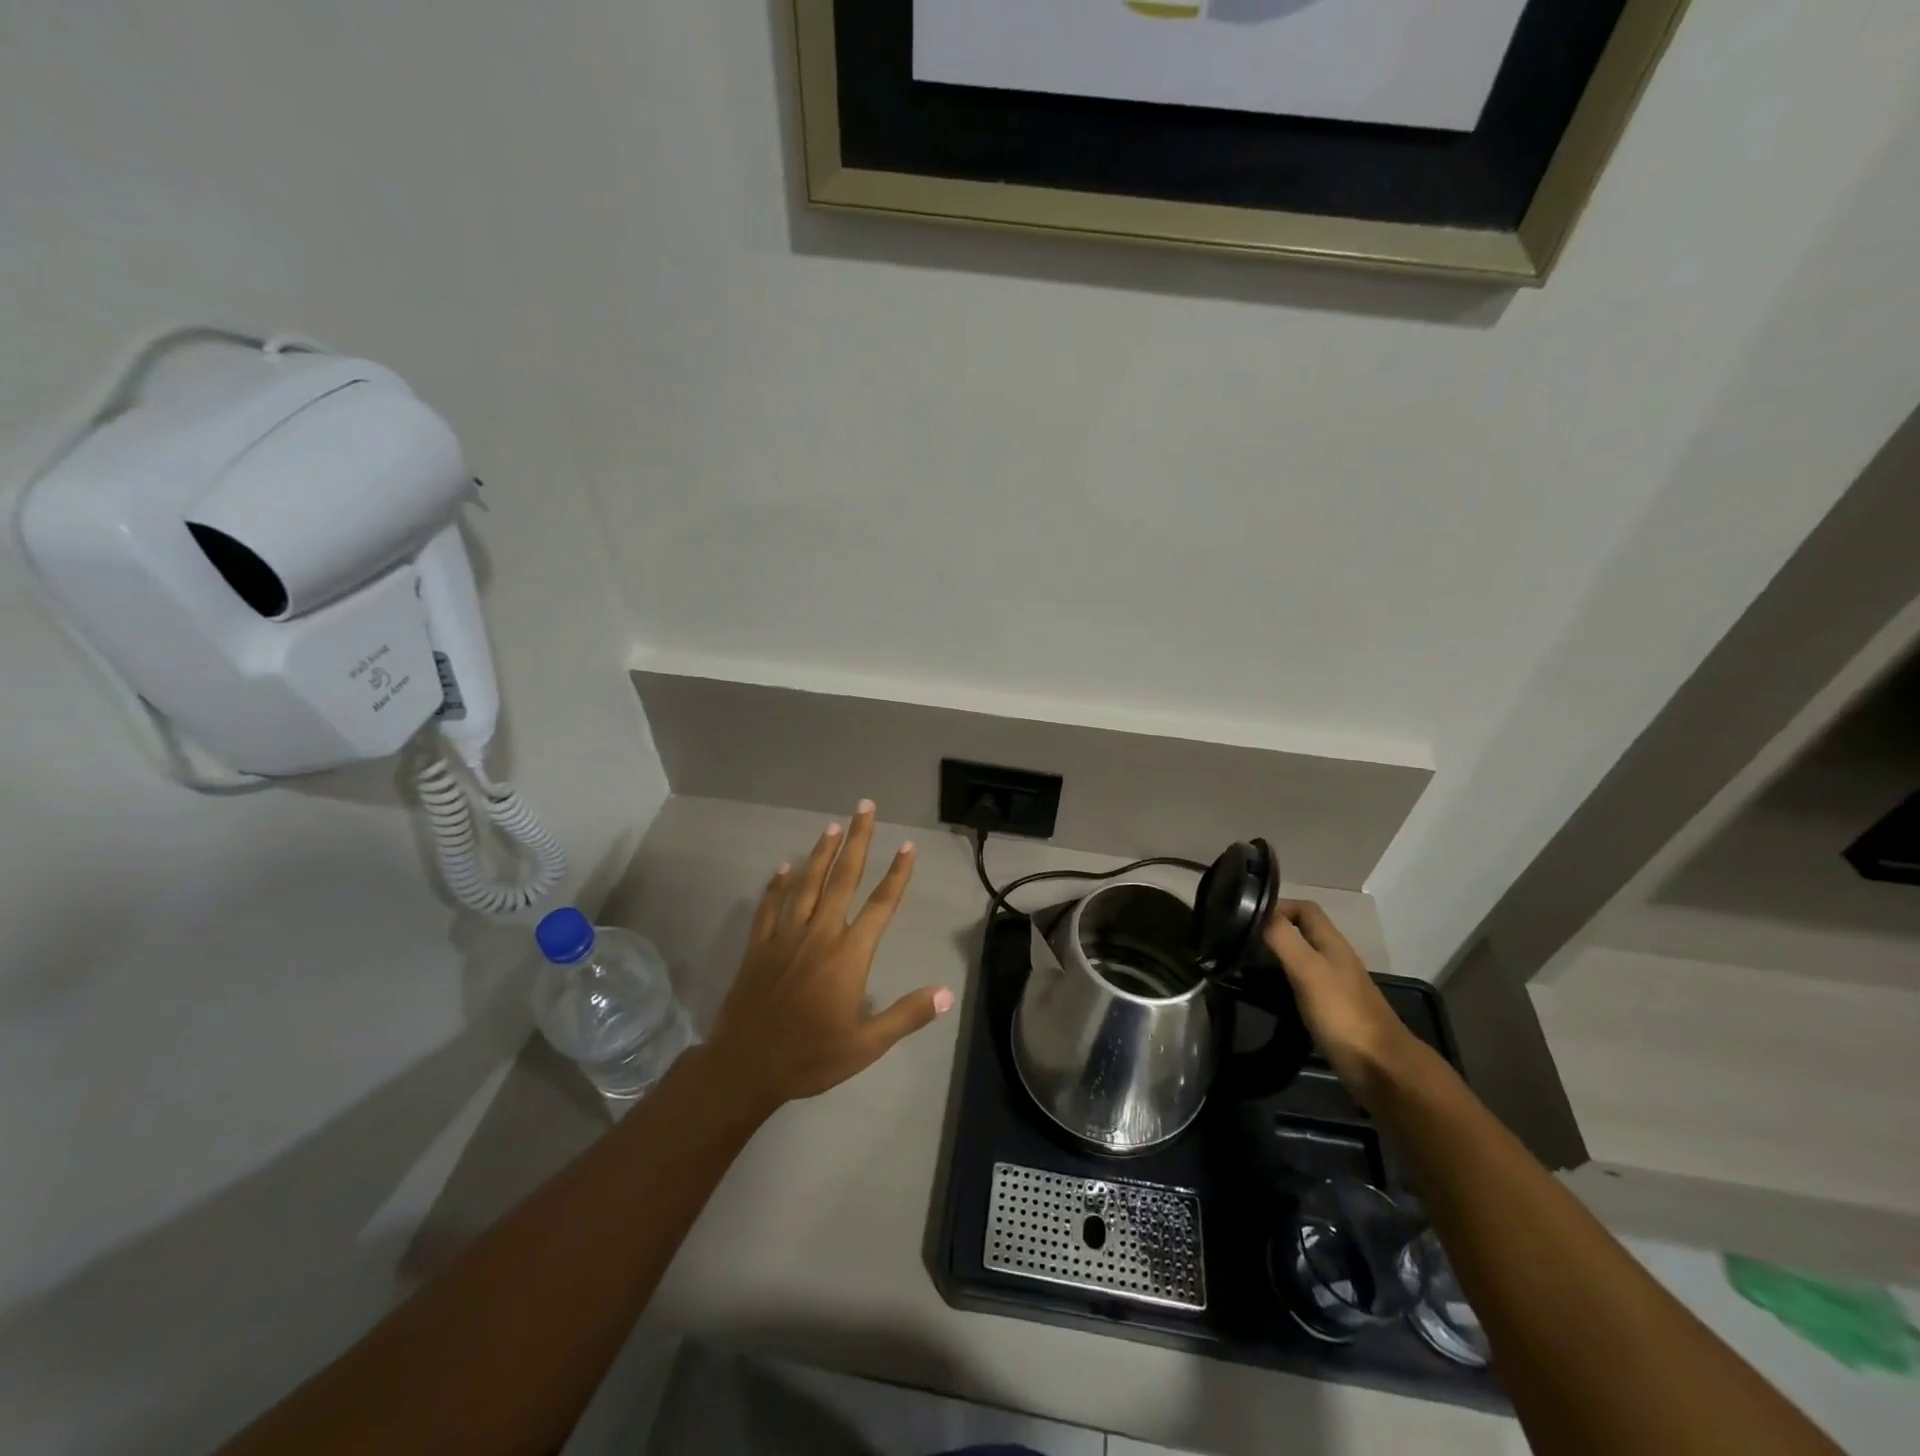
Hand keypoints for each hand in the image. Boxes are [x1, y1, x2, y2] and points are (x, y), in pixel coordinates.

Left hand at [709, 801, 952, 1113]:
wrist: (744, 1067)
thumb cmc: (810, 1057)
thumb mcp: (866, 1045)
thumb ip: (906, 1015)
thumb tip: (946, 993)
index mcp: (848, 955)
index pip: (880, 905)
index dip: (897, 874)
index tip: (907, 845)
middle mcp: (819, 935)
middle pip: (842, 879)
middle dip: (857, 841)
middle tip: (865, 808)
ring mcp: (785, 937)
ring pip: (806, 884)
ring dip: (821, 853)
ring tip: (833, 826)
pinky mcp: (758, 947)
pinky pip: (770, 907)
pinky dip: (777, 885)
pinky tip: (783, 868)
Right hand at [1264, 899, 1422, 1108]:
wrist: (1382, 1070)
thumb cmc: (1344, 1014)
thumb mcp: (1308, 970)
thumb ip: (1283, 938)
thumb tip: (1256, 910)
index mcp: (1332, 944)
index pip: (1305, 909)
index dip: (1277, 905)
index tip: (1244, 918)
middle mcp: (1334, 960)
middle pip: (1301, 933)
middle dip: (1271, 932)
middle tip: (1237, 943)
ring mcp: (1335, 987)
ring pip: (1300, 960)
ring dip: (1275, 959)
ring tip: (1243, 967)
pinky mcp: (1332, 1013)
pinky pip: (1302, 987)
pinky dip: (1282, 986)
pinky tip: (1264, 997)